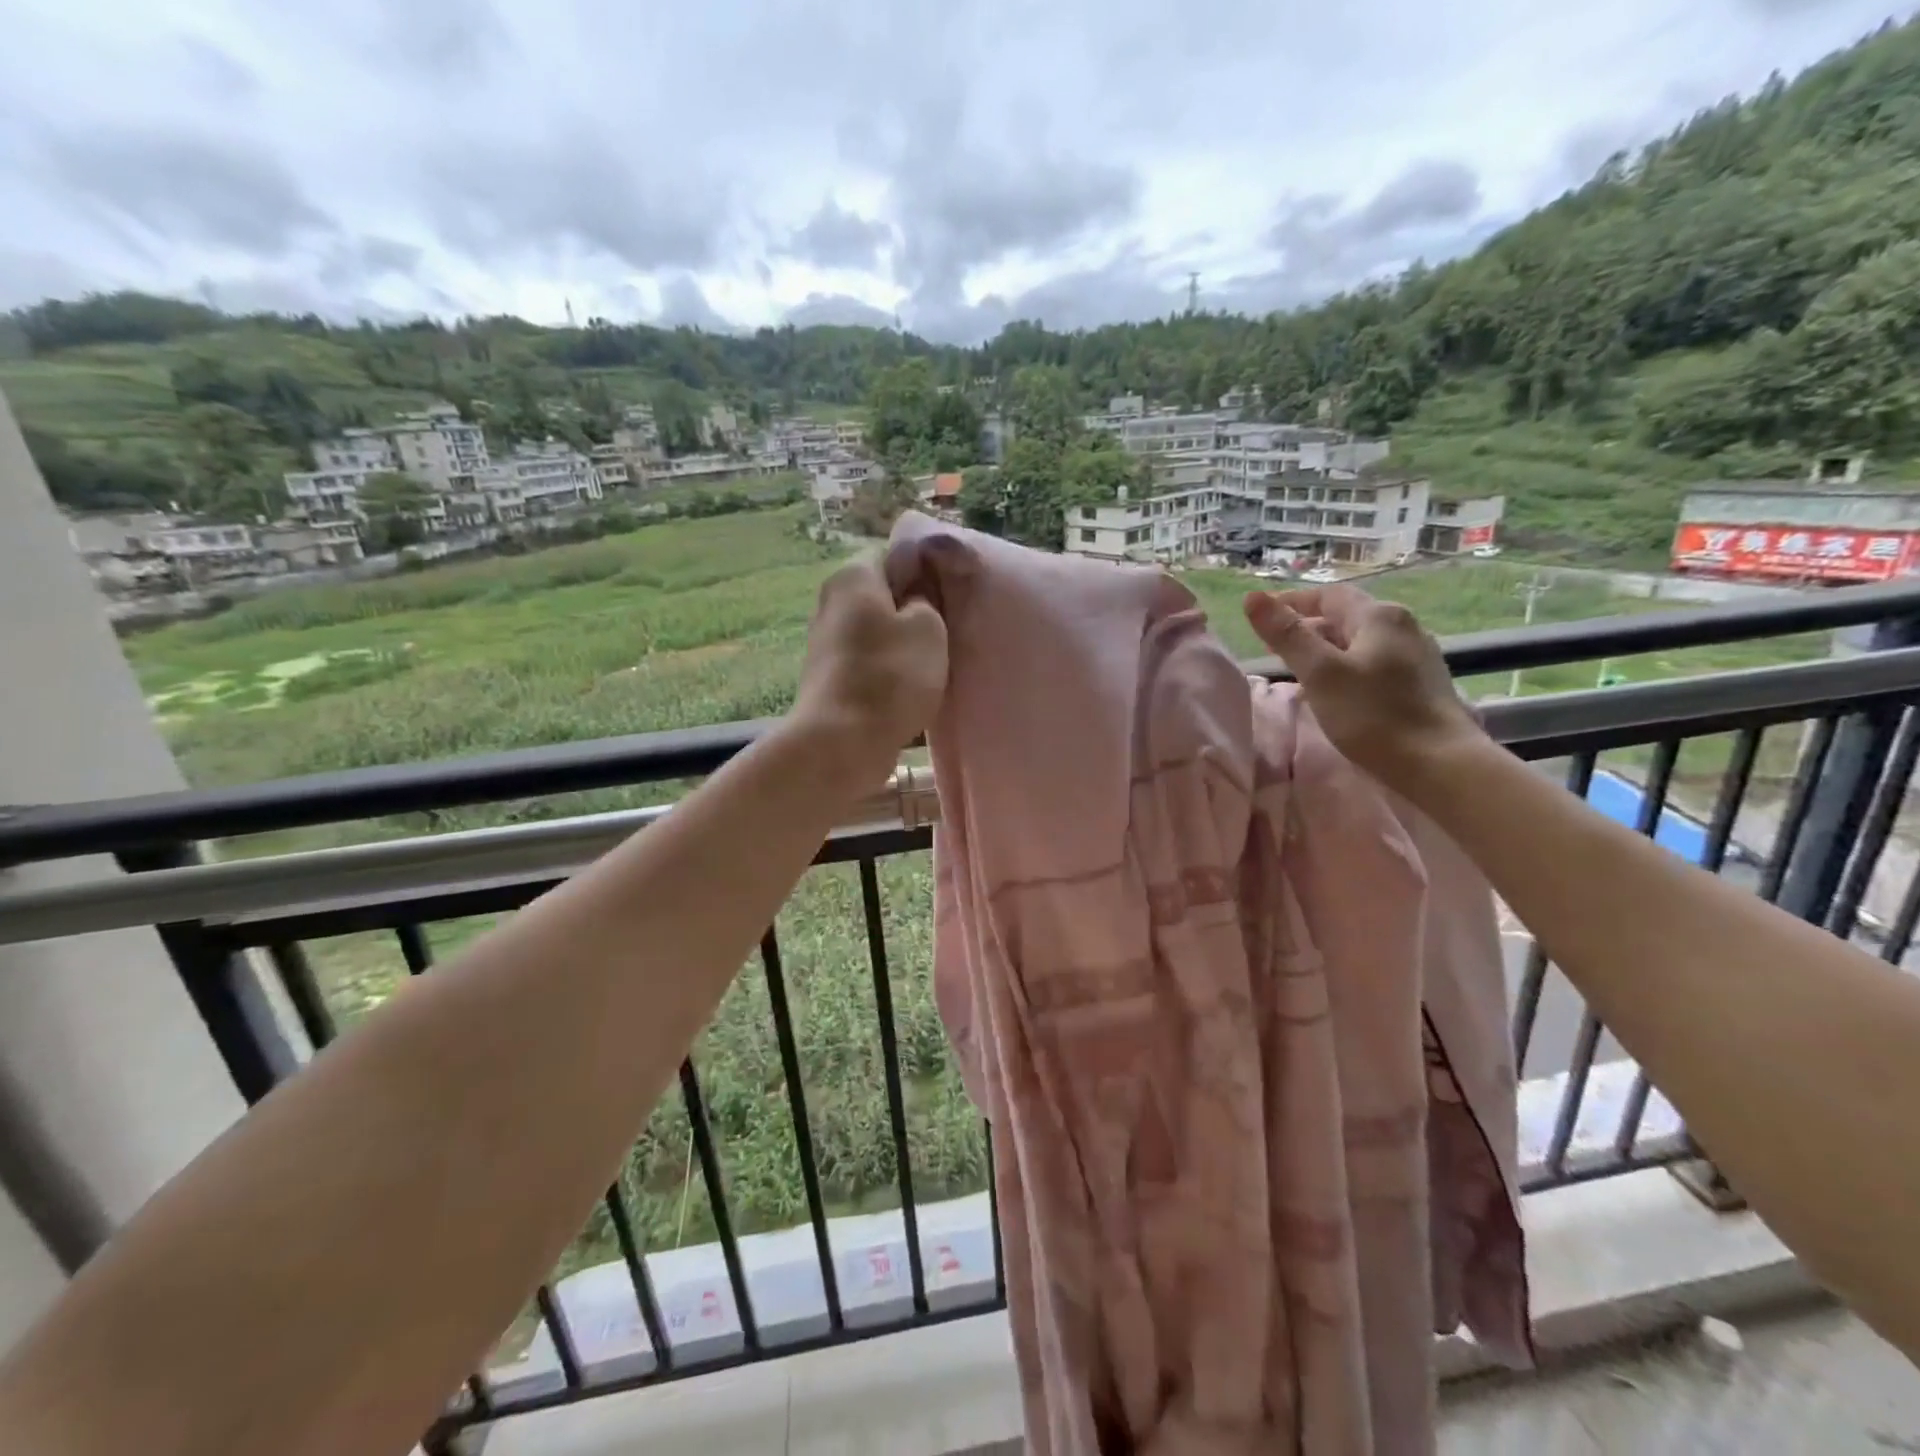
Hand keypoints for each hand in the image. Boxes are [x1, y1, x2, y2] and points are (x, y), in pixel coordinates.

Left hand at [792, 554, 947, 780]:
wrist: (841, 742)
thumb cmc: (890, 676)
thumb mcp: (929, 628)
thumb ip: (927, 600)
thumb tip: (916, 597)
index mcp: (853, 577)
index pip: (893, 556)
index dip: (924, 571)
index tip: (948, 595)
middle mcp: (830, 602)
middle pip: (881, 595)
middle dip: (911, 610)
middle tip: (945, 630)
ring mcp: (824, 642)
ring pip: (874, 631)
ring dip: (899, 644)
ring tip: (930, 663)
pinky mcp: (826, 677)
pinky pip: (865, 662)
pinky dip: (885, 670)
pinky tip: (906, 688)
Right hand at [1244, 585, 1486, 794]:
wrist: (1439, 763)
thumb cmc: (1373, 714)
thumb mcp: (1320, 673)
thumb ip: (1286, 635)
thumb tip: (1252, 597)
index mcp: (1379, 616)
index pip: (1328, 596)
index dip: (1291, 602)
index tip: (1261, 615)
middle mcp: (1403, 626)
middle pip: (1346, 617)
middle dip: (1307, 627)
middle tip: (1274, 647)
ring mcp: (1417, 655)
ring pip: (1360, 642)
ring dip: (1326, 649)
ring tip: (1299, 670)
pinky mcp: (1421, 683)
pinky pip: (1374, 663)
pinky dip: (1346, 667)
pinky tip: (1335, 691)